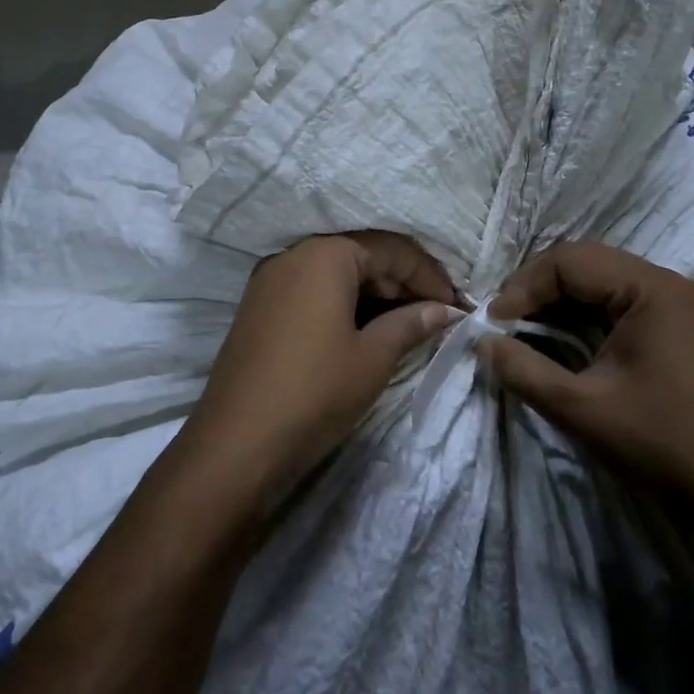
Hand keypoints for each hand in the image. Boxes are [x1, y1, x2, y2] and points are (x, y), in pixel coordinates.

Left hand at [177, 232, 455, 515]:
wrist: (236, 444)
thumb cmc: (315, 391)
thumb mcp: (373, 358)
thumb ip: (411, 324)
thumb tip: (444, 311)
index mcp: (323, 254)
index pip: (391, 249)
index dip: (429, 276)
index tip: (456, 307)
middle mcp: (293, 255)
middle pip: (362, 255)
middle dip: (403, 283)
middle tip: (436, 316)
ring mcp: (270, 281)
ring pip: (336, 274)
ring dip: (375, 295)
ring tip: (408, 325)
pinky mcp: (259, 308)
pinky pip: (312, 292)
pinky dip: (345, 305)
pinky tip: (367, 331)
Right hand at [480, 242, 693, 524]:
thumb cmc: (658, 445)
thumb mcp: (580, 408)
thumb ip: (523, 369)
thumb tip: (482, 342)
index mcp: (655, 291)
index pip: (572, 261)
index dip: (525, 286)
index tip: (493, 321)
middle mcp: (672, 284)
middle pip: (588, 261)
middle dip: (538, 286)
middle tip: (504, 319)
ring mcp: (681, 302)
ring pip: (603, 278)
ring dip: (559, 297)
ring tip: (523, 324)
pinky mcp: (681, 323)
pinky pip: (621, 299)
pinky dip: (584, 311)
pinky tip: (560, 333)